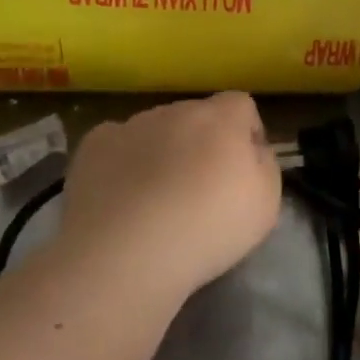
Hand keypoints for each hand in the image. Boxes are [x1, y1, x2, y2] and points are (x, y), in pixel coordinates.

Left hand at [43, 92, 282, 305]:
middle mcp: (176, 110)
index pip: (241, 105)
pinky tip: (122, 197)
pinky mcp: (93, 146)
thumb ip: (265, 164)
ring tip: (156, 200)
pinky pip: (117, 143)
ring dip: (163, 151)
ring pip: (156, 129)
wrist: (126, 255)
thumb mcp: (266, 204)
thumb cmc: (208, 229)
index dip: (246, 133)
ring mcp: (131, 125)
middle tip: (200, 189)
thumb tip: (252, 150)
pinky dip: (123, 162)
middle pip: (197, 116)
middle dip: (202, 142)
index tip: (243, 170)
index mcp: (222, 118)